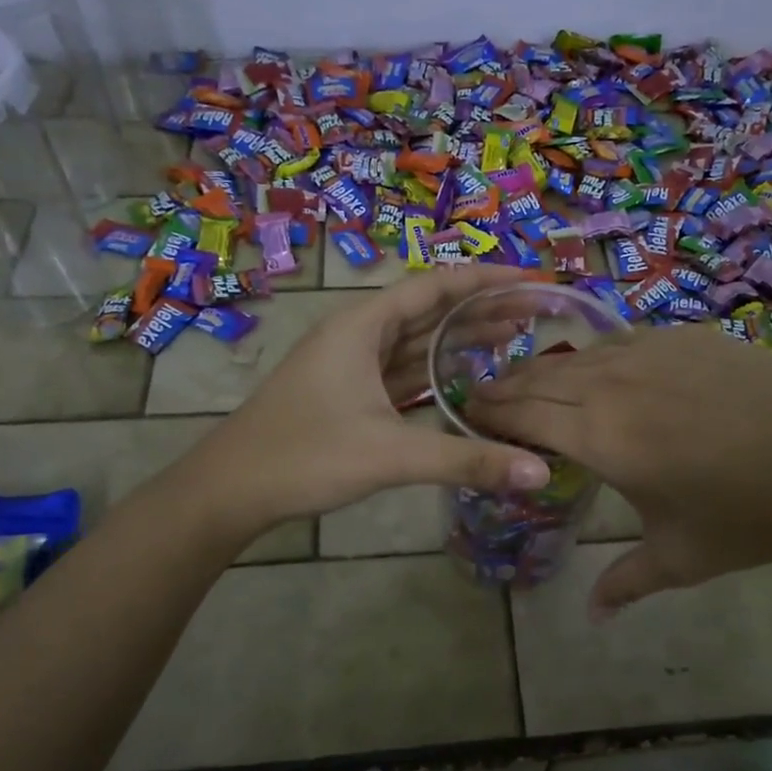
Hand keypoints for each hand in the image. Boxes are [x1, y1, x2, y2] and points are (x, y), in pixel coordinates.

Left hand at [187, 267, 551, 537]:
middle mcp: (356, 334)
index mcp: (362, 325)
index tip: (531, 281)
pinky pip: (402, 370)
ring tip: (513, 338)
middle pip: (429, 311)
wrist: (231, 490)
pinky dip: (435, 371)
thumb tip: (540, 473)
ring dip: (459, 339)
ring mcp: (350, 365)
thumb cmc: (305, 456)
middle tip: (536, 312)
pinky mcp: (348, 394)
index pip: (435, 287)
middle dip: (481, 309)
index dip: (485, 281)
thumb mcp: (391, 455)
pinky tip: (463, 378)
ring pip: (415, 342)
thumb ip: (467, 460)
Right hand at [468, 325, 771, 616]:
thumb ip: (624, 583)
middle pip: (540, 377)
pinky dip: (596, 358)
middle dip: (505, 387)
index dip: (489, 414)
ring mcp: (651, 352)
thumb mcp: (680, 558)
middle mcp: (613, 384)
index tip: (466, 417)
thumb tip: (591, 616)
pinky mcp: (685, 337)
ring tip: (532, 385)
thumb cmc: (751, 515)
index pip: (522, 416)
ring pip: (578, 355)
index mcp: (602, 437)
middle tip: (483, 399)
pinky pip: (621, 343)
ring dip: (546, 370)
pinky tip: (601, 373)